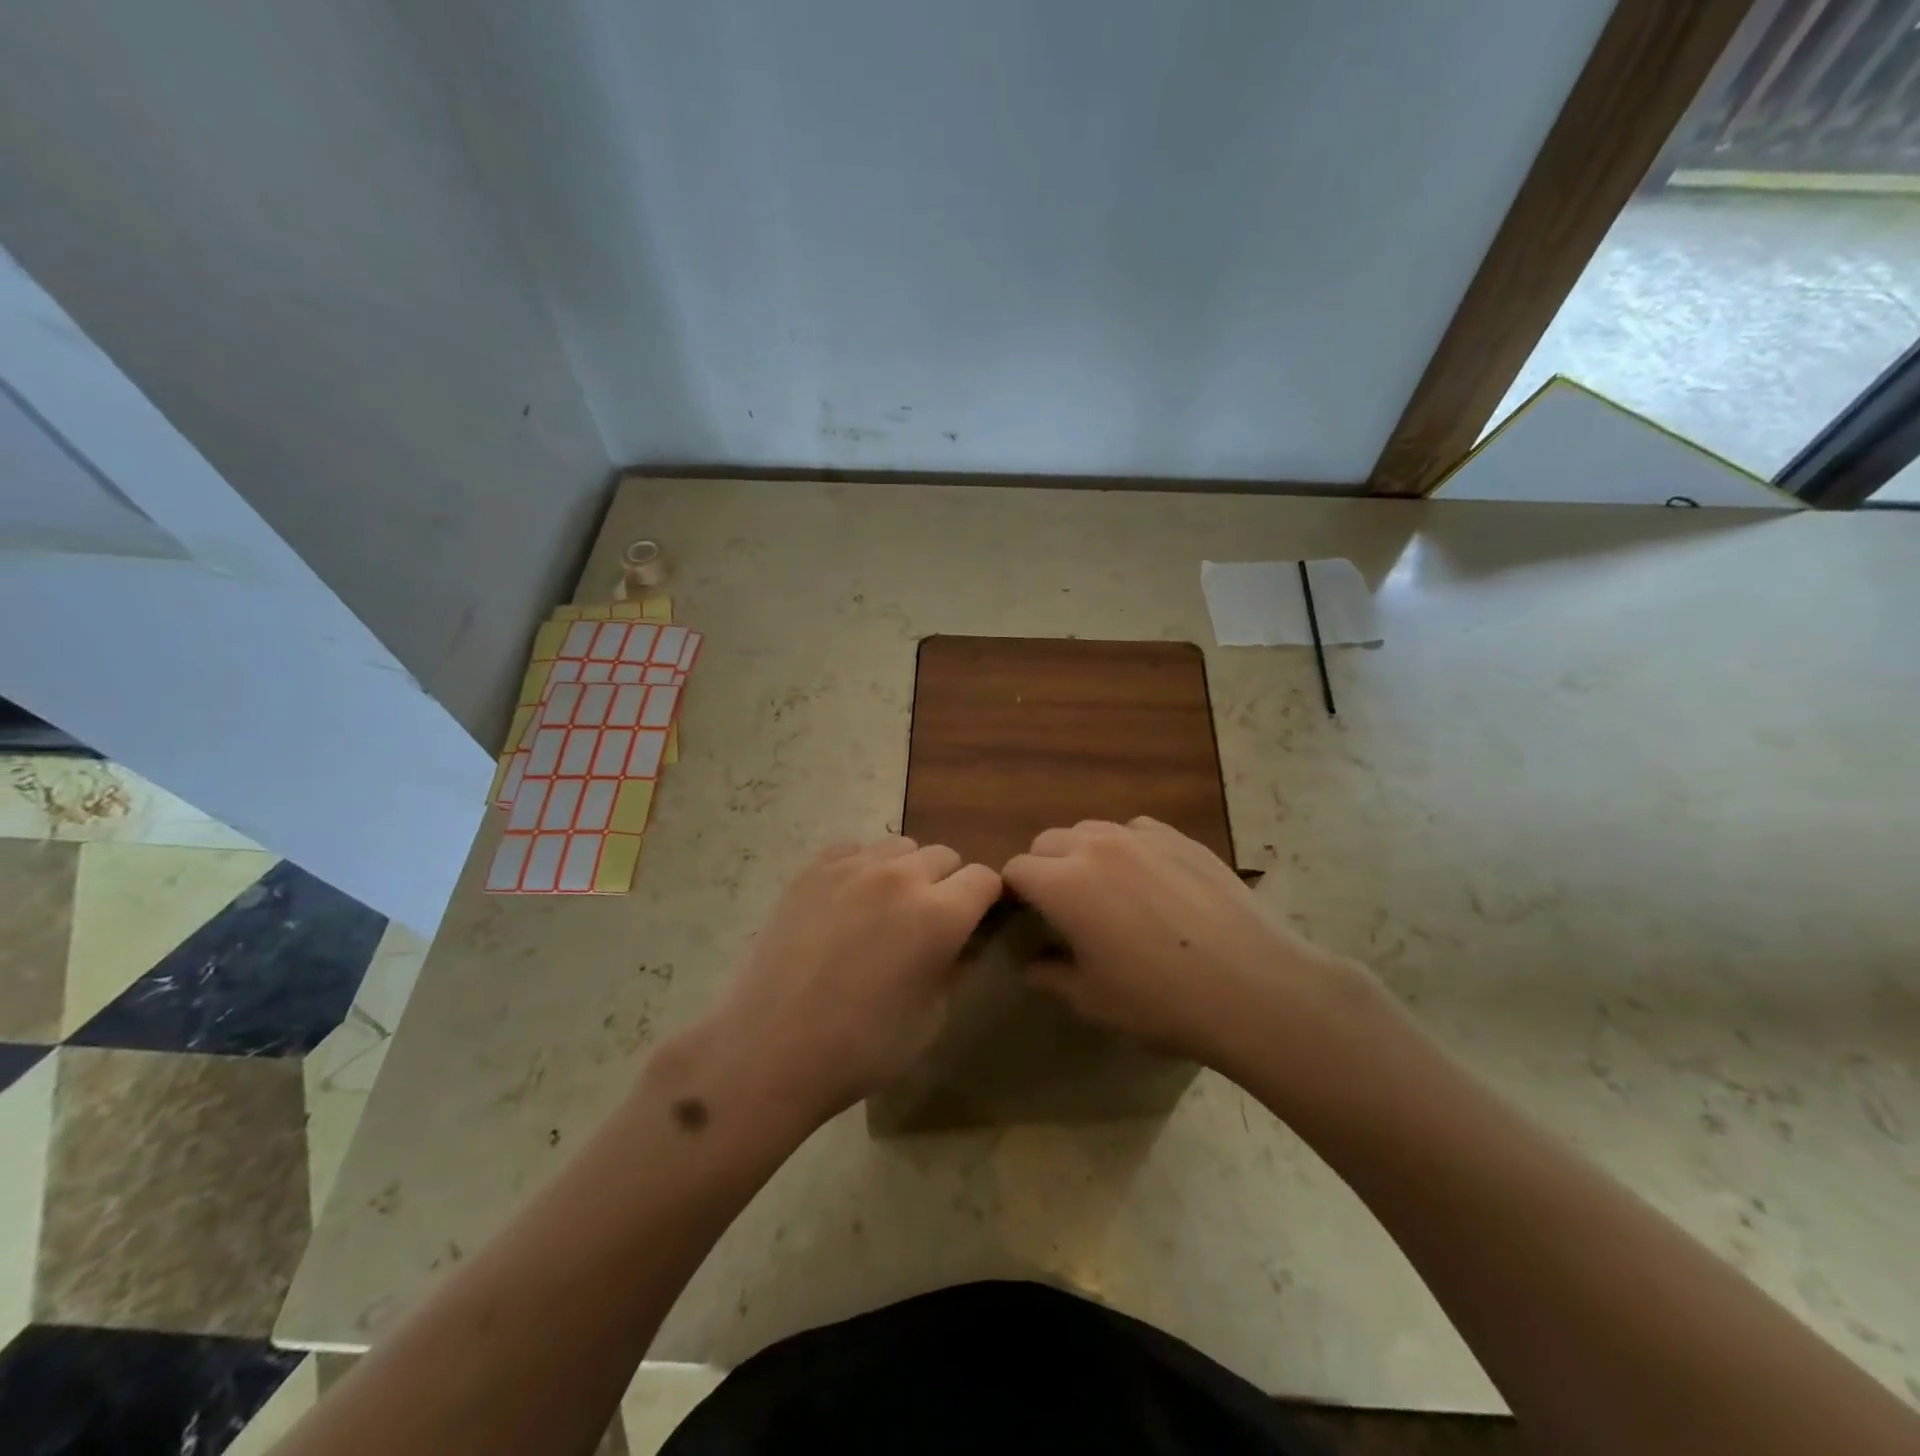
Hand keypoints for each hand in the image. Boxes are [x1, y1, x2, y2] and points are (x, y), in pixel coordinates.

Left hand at [687, 837, 1001, 1128]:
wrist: (770, 1050)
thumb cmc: (862, 1048)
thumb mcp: (932, 1018)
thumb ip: (958, 966)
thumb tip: (966, 940)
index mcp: (939, 914)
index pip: (985, 879)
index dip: (986, 900)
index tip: (975, 922)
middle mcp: (900, 876)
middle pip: (944, 855)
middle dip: (948, 884)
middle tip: (928, 922)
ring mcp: (851, 867)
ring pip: (900, 847)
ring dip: (906, 871)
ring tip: (886, 909)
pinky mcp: (812, 870)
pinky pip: (853, 851)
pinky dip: (863, 868)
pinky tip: (847, 904)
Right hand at [1002, 817, 1371, 1073]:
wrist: (1253, 986)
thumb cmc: (1161, 1000)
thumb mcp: (1093, 1001)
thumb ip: (1051, 976)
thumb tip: (1032, 964)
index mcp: (1064, 883)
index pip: (1016, 869)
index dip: (1013, 893)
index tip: (1024, 918)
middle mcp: (1096, 846)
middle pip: (1049, 841)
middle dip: (1044, 868)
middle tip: (1063, 907)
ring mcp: (1142, 837)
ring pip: (1092, 830)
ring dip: (1083, 854)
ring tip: (1106, 890)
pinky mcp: (1180, 838)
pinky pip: (1136, 831)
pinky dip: (1127, 848)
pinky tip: (1150, 881)